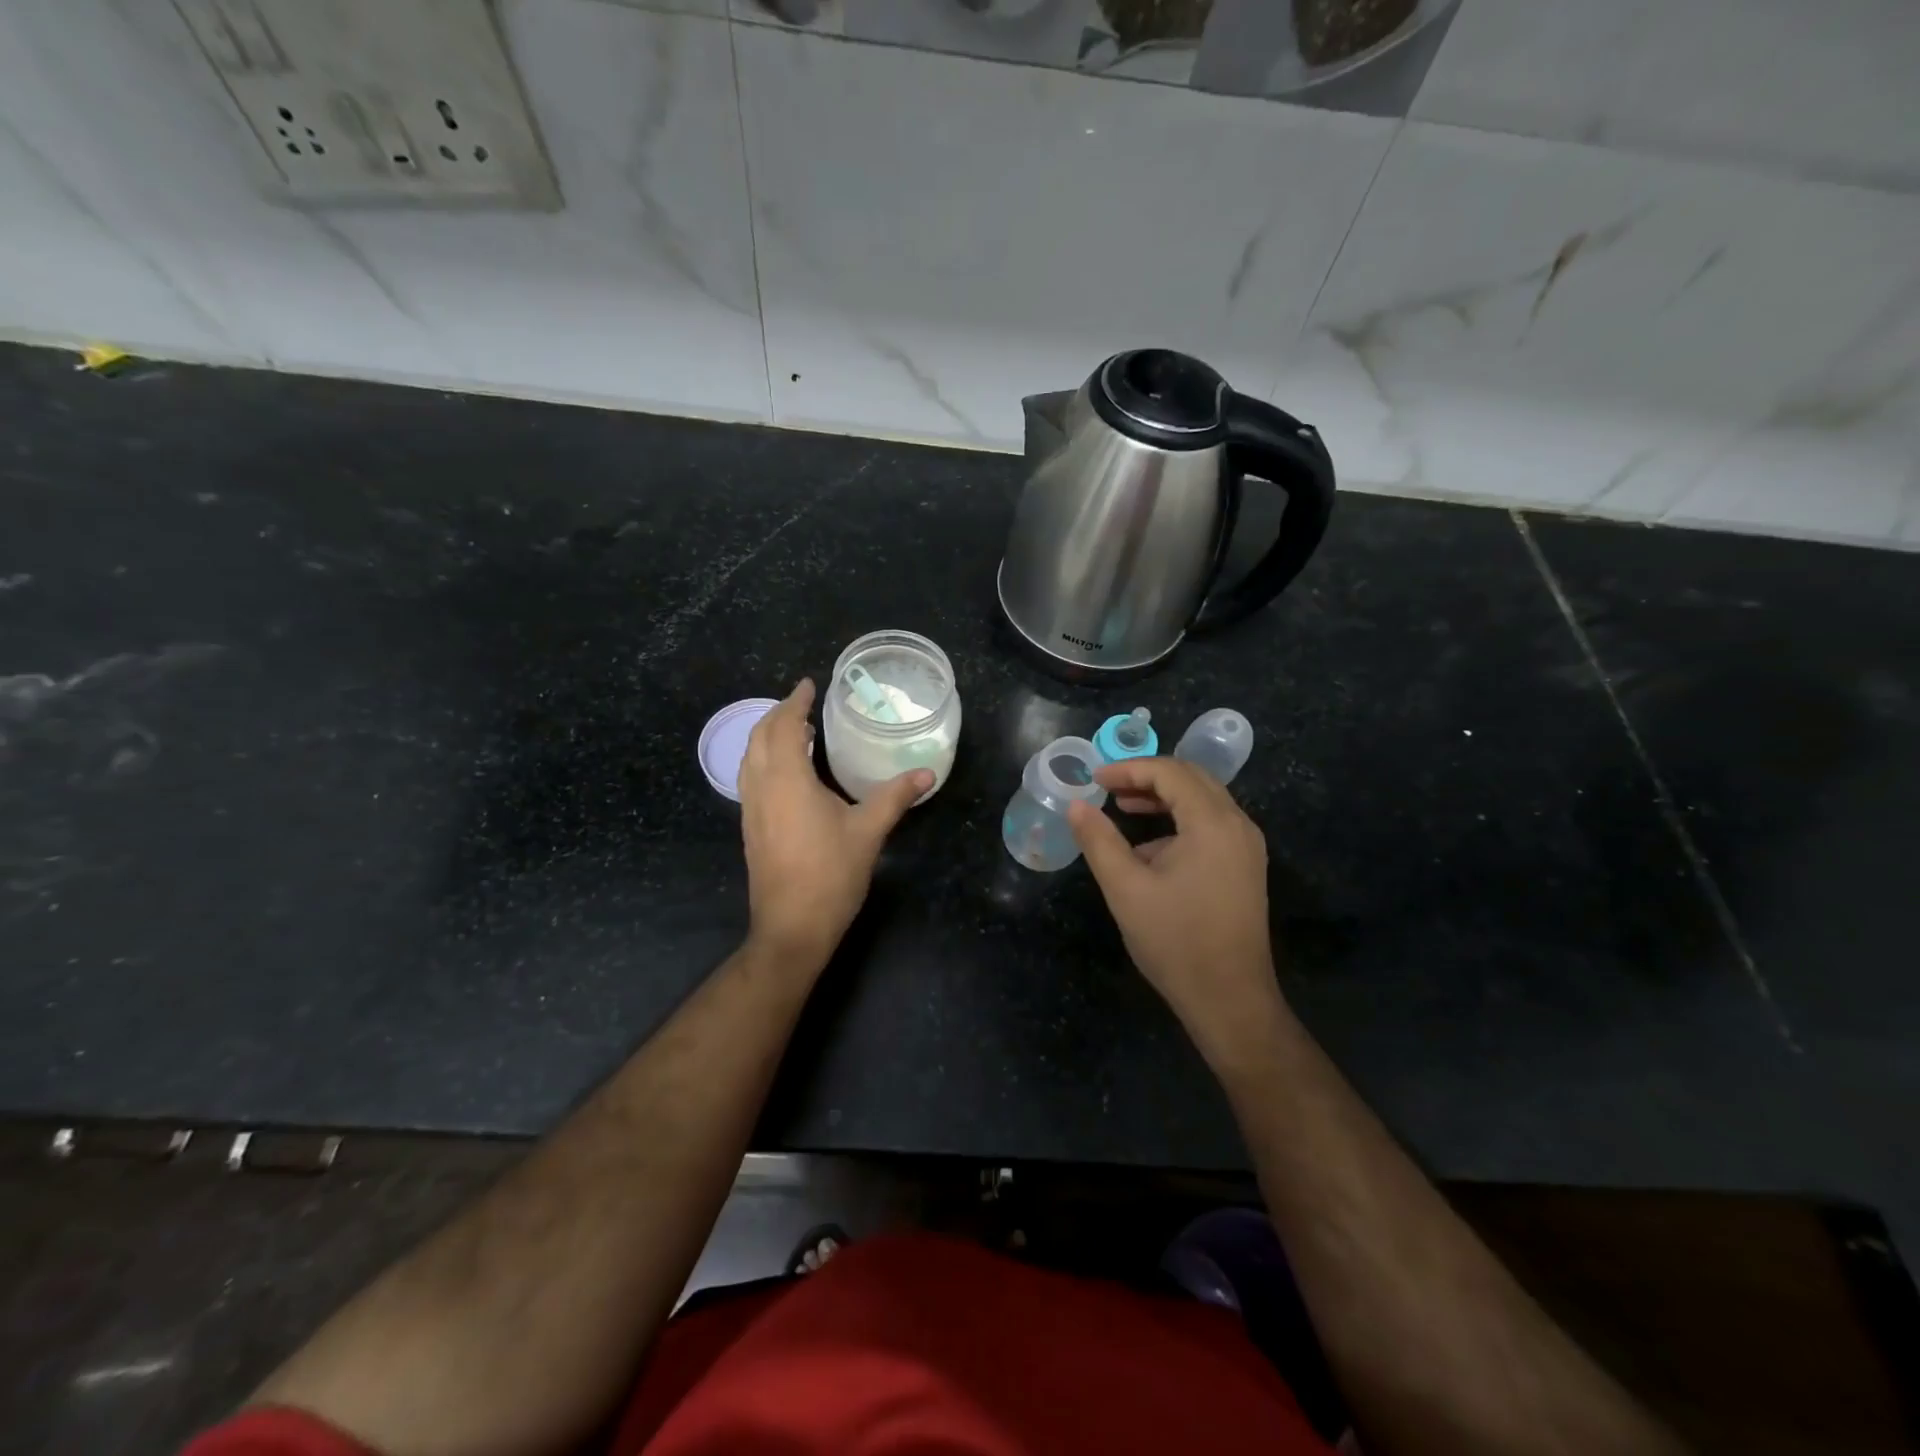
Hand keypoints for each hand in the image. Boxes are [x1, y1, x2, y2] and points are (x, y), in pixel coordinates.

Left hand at [737, 679, 931, 969]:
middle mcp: (761, 788)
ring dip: (767, 736)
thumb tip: (927, 772)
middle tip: (803, 704)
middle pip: (759, 737)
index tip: (809, 684)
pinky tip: (786, 771)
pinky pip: (751, 779)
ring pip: (749, 758)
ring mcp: (751, 810)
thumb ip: (896, 796)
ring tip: (793, 730)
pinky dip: (764, 759)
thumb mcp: (869, 832)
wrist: (791, 927)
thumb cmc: (831, 875)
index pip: (783, 727)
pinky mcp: (750, 829)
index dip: (795, 702)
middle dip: (778, 714)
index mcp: (787, 781)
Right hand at [1066, 757, 1283, 1066]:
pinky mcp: (1245, 867)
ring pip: (1203, 800)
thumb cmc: (1175, 941)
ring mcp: (1246, 847)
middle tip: (1108, 788)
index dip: (1129, 769)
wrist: (1230, 999)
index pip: (1170, 773)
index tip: (1094, 779)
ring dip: (1163, 797)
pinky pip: (1211, 824)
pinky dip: (1179, 820)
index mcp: (1212, 824)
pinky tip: (1150, 848)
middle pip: (1192, 778)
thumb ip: (1098, 840)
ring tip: (1123, 808)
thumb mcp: (1125, 888)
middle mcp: (1238, 825)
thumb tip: (1076, 805)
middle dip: (1147, 777)